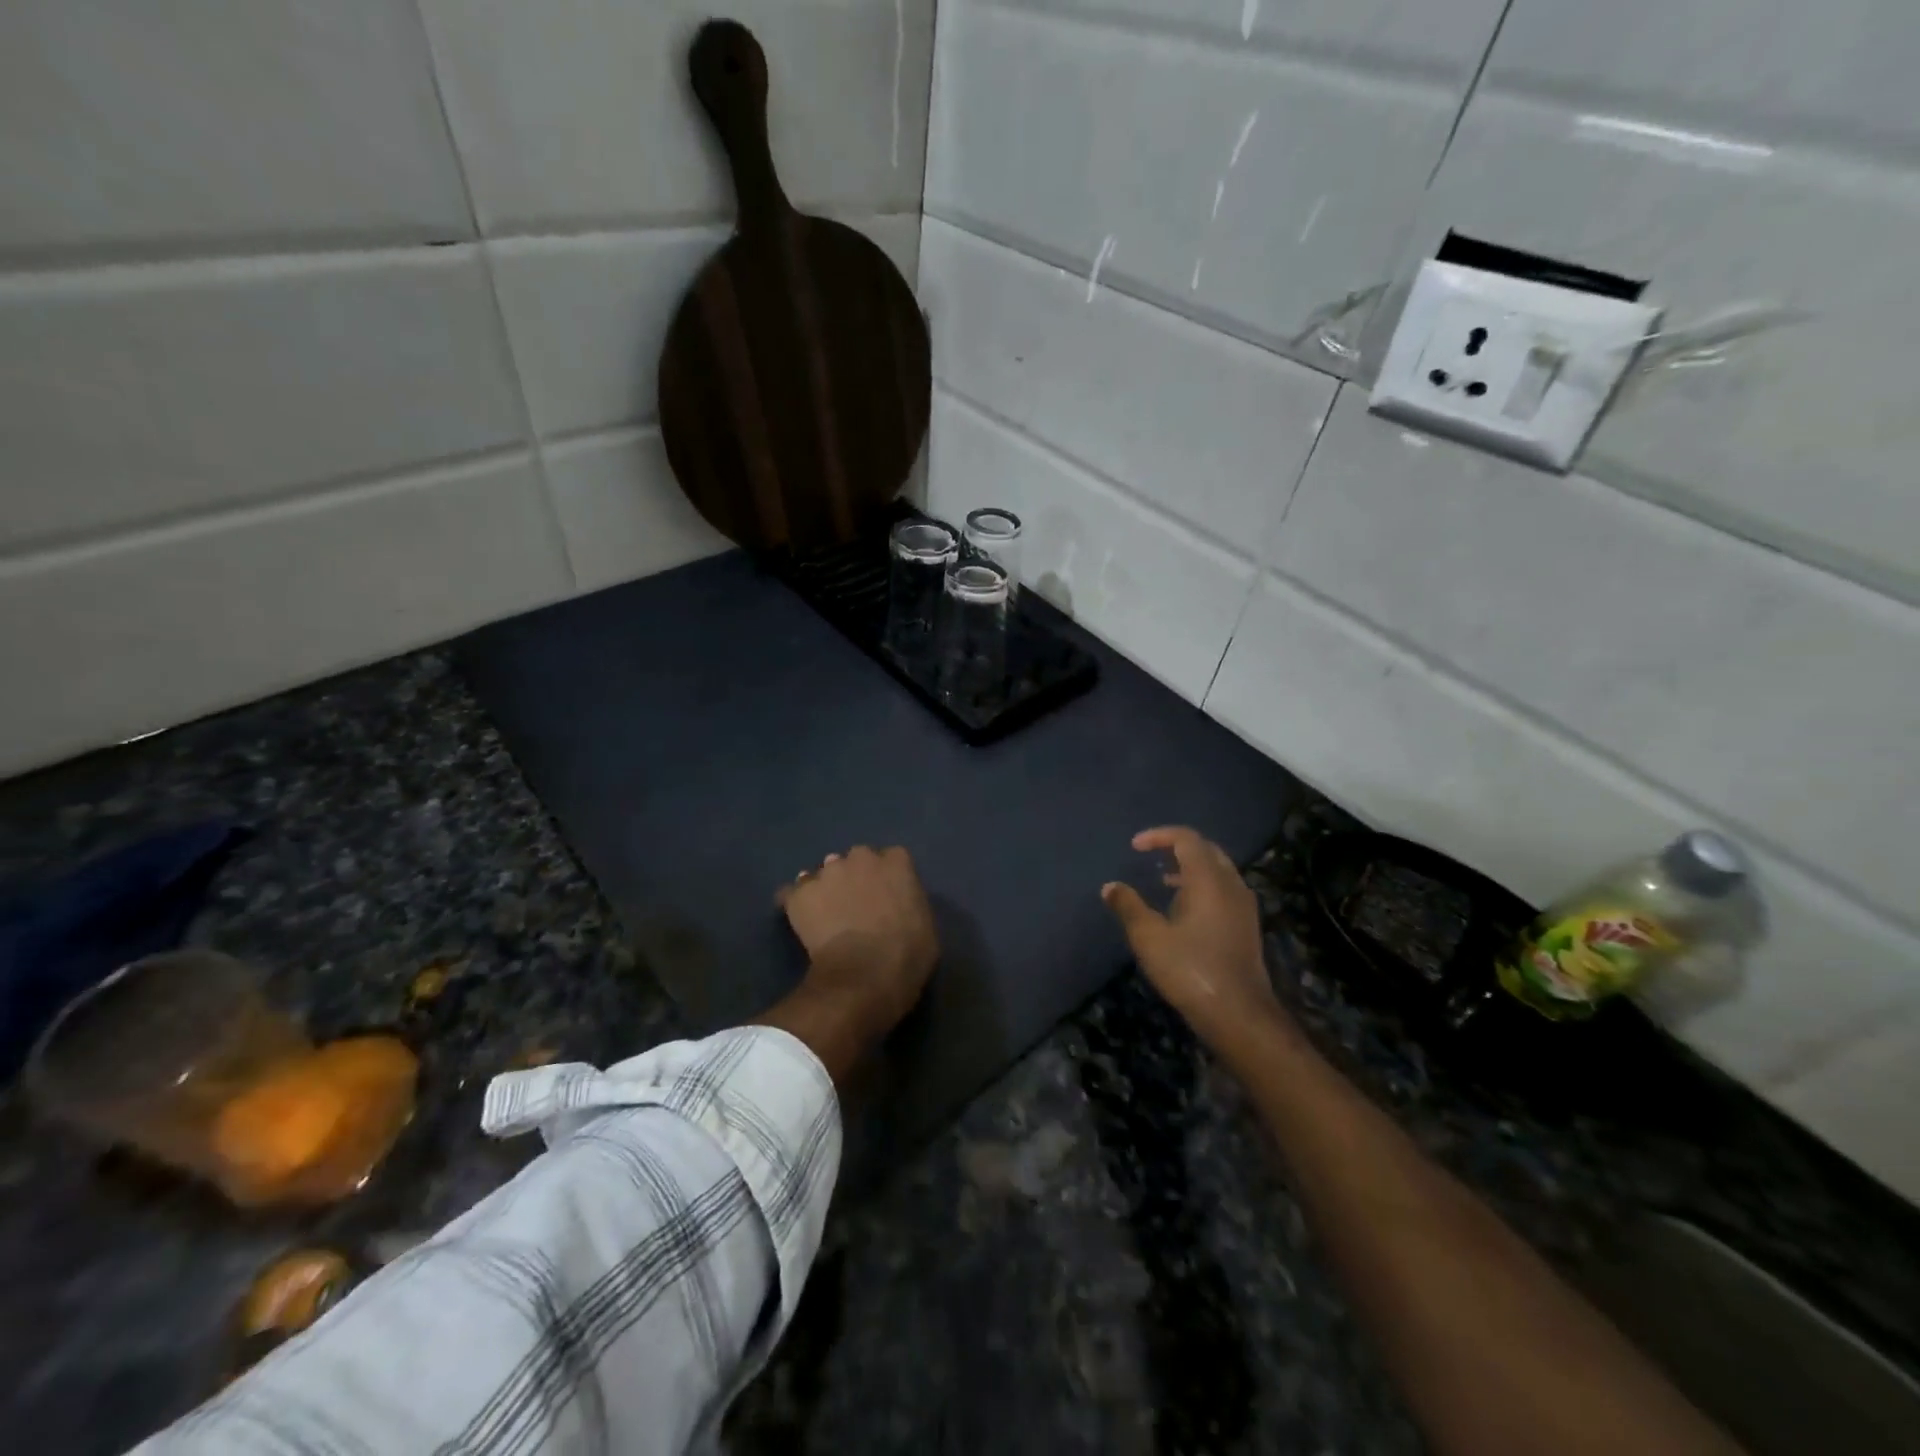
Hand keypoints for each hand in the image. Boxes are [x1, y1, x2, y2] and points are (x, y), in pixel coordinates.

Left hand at [777, 845, 937, 1036]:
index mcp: (897, 862)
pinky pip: (792, 892)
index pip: (892, 858)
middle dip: (855, 877)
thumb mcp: (926, 924)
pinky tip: (801, 918)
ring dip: (826, 888)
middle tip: (856, 906)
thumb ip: (909, 902)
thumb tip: (895, 903)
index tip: (886, 898)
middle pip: (855, 860)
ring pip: (824, 873)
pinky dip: (796, 903)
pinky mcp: (799, 894)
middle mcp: (860, 857)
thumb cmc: (907, 955)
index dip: (887, 878)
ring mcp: (826, 873)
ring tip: (826, 915)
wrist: (864, 976)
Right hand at [1102, 827, 1280, 1048]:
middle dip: (1178, 847)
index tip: (1135, 846)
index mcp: (1208, 880)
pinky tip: (1185, 909)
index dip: (1160, 836)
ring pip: (1218, 870)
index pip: (1187, 839)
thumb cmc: (1189, 969)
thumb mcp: (1148, 937)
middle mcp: (1231, 885)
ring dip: (1191, 868)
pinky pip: (1224, 890)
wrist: (1238, 1013)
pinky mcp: (1247, 926)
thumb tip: (1110, 886)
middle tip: (1152, 855)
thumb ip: (1128, 906)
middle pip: (1207, 850)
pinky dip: (1203, 886)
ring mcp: (1243, 906)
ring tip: (1164, 881)